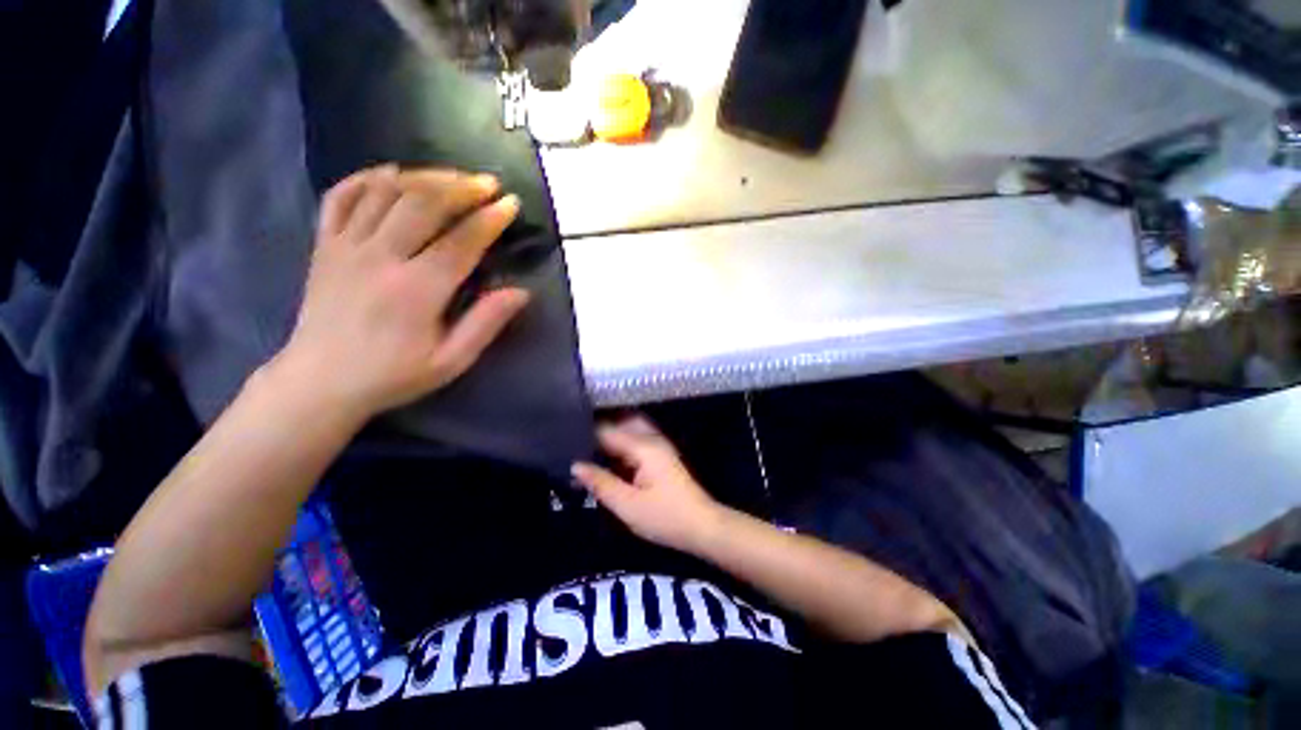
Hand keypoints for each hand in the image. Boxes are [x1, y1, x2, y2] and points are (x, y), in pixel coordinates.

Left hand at [271, 165, 529, 419]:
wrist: (320, 383)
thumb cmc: (393, 375)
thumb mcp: (451, 361)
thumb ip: (486, 323)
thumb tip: (521, 292)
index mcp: (417, 291)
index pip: (461, 241)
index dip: (490, 219)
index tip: (511, 204)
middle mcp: (380, 258)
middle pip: (423, 204)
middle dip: (461, 187)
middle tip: (487, 183)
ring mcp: (346, 247)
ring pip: (385, 192)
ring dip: (423, 177)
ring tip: (451, 176)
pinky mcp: (324, 245)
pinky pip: (340, 197)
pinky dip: (365, 178)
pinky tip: (389, 174)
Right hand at [572, 416, 723, 554]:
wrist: (701, 526)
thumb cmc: (665, 517)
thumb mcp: (627, 505)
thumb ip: (601, 482)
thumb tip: (575, 465)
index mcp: (643, 446)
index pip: (607, 430)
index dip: (585, 433)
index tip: (563, 439)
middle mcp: (651, 438)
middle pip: (619, 423)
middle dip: (597, 429)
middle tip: (572, 441)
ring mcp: (658, 445)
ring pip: (628, 429)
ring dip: (609, 434)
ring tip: (585, 447)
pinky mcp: (661, 455)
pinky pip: (636, 439)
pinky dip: (620, 443)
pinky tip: (607, 456)